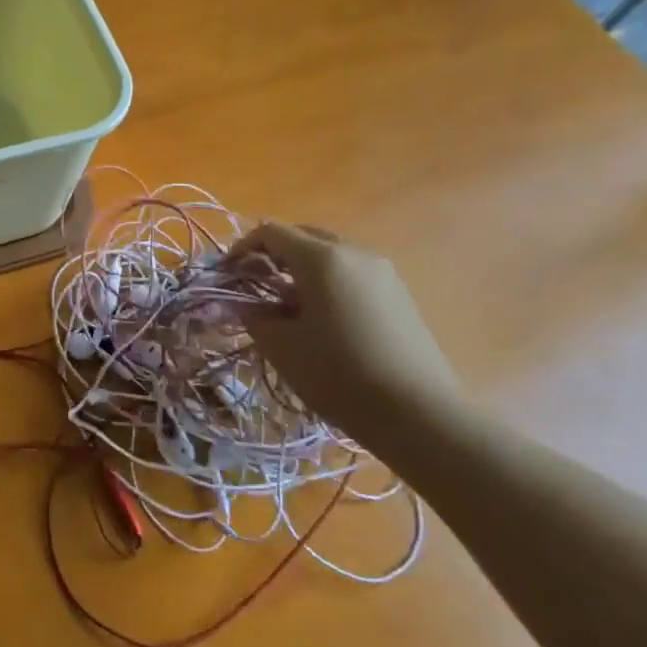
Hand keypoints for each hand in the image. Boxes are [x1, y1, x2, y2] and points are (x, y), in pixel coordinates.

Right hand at [229, 223, 462, 431]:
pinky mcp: (400, 294)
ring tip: (287, 304)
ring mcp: (383, 272)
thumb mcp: (281, 346)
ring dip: (302, 268)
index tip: (228, 274)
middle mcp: (355, 253)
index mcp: (321, 259)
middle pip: (304, 236)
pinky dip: (328, 282)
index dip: (242, 248)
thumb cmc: (338, 375)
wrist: (418, 413)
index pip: (271, 232)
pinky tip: (323, 318)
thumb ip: (253, 315)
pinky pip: (353, 273)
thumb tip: (243, 303)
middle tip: (255, 285)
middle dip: (273, 254)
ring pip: (331, 254)